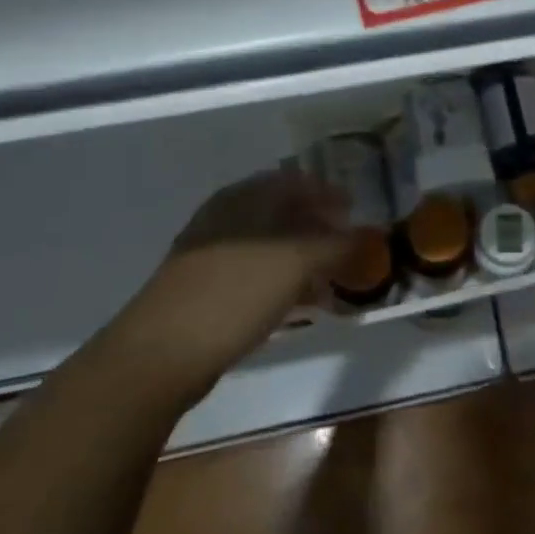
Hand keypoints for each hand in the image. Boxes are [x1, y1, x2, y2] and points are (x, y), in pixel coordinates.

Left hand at [112, 169, 356, 406]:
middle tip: (348, 247)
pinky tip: (300, 304)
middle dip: (318, 228)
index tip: (355, 210)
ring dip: (303, 258)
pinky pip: (255, 274)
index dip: (328, 194)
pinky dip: (282, 282)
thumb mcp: (297, 262)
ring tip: (332, 280)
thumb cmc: (236, 291)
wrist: (163, 351)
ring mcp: (212, 253)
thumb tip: (371, 234)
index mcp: (246, 197)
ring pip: (269, 246)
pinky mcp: (205, 289)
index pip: (296, 181)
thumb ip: (338, 245)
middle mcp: (227, 216)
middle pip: (282, 213)